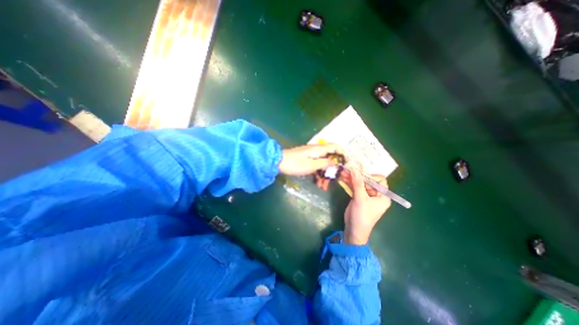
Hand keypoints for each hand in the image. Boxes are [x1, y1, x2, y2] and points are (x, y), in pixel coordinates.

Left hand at [279, 144, 342, 179]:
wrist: (278, 163)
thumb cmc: (295, 164)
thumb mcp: (311, 165)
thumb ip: (325, 163)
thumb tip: (336, 162)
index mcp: (319, 149)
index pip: (336, 147)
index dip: (343, 154)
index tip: (347, 164)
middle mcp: (317, 151)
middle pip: (330, 158)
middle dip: (333, 170)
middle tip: (334, 180)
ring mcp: (311, 156)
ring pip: (323, 165)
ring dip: (325, 175)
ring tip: (323, 187)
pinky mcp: (307, 161)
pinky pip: (316, 167)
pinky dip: (318, 175)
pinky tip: (318, 184)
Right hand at [340, 166, 390, 244]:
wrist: (354, 230)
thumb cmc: (361, 216)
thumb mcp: (360, 199)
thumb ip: (357, 183)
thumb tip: (354, 168)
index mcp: (383, 196)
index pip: (379, 180)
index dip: (370, 176)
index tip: (358, 174)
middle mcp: (376, 194)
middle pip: (368, 181)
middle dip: (358, 175)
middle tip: (347, 169)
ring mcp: (366, 195)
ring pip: (360, 183)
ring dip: (352, 178)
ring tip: (343, 172)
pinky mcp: (358, 197)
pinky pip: (355, 187)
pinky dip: (349, 182)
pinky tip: (343, 177)